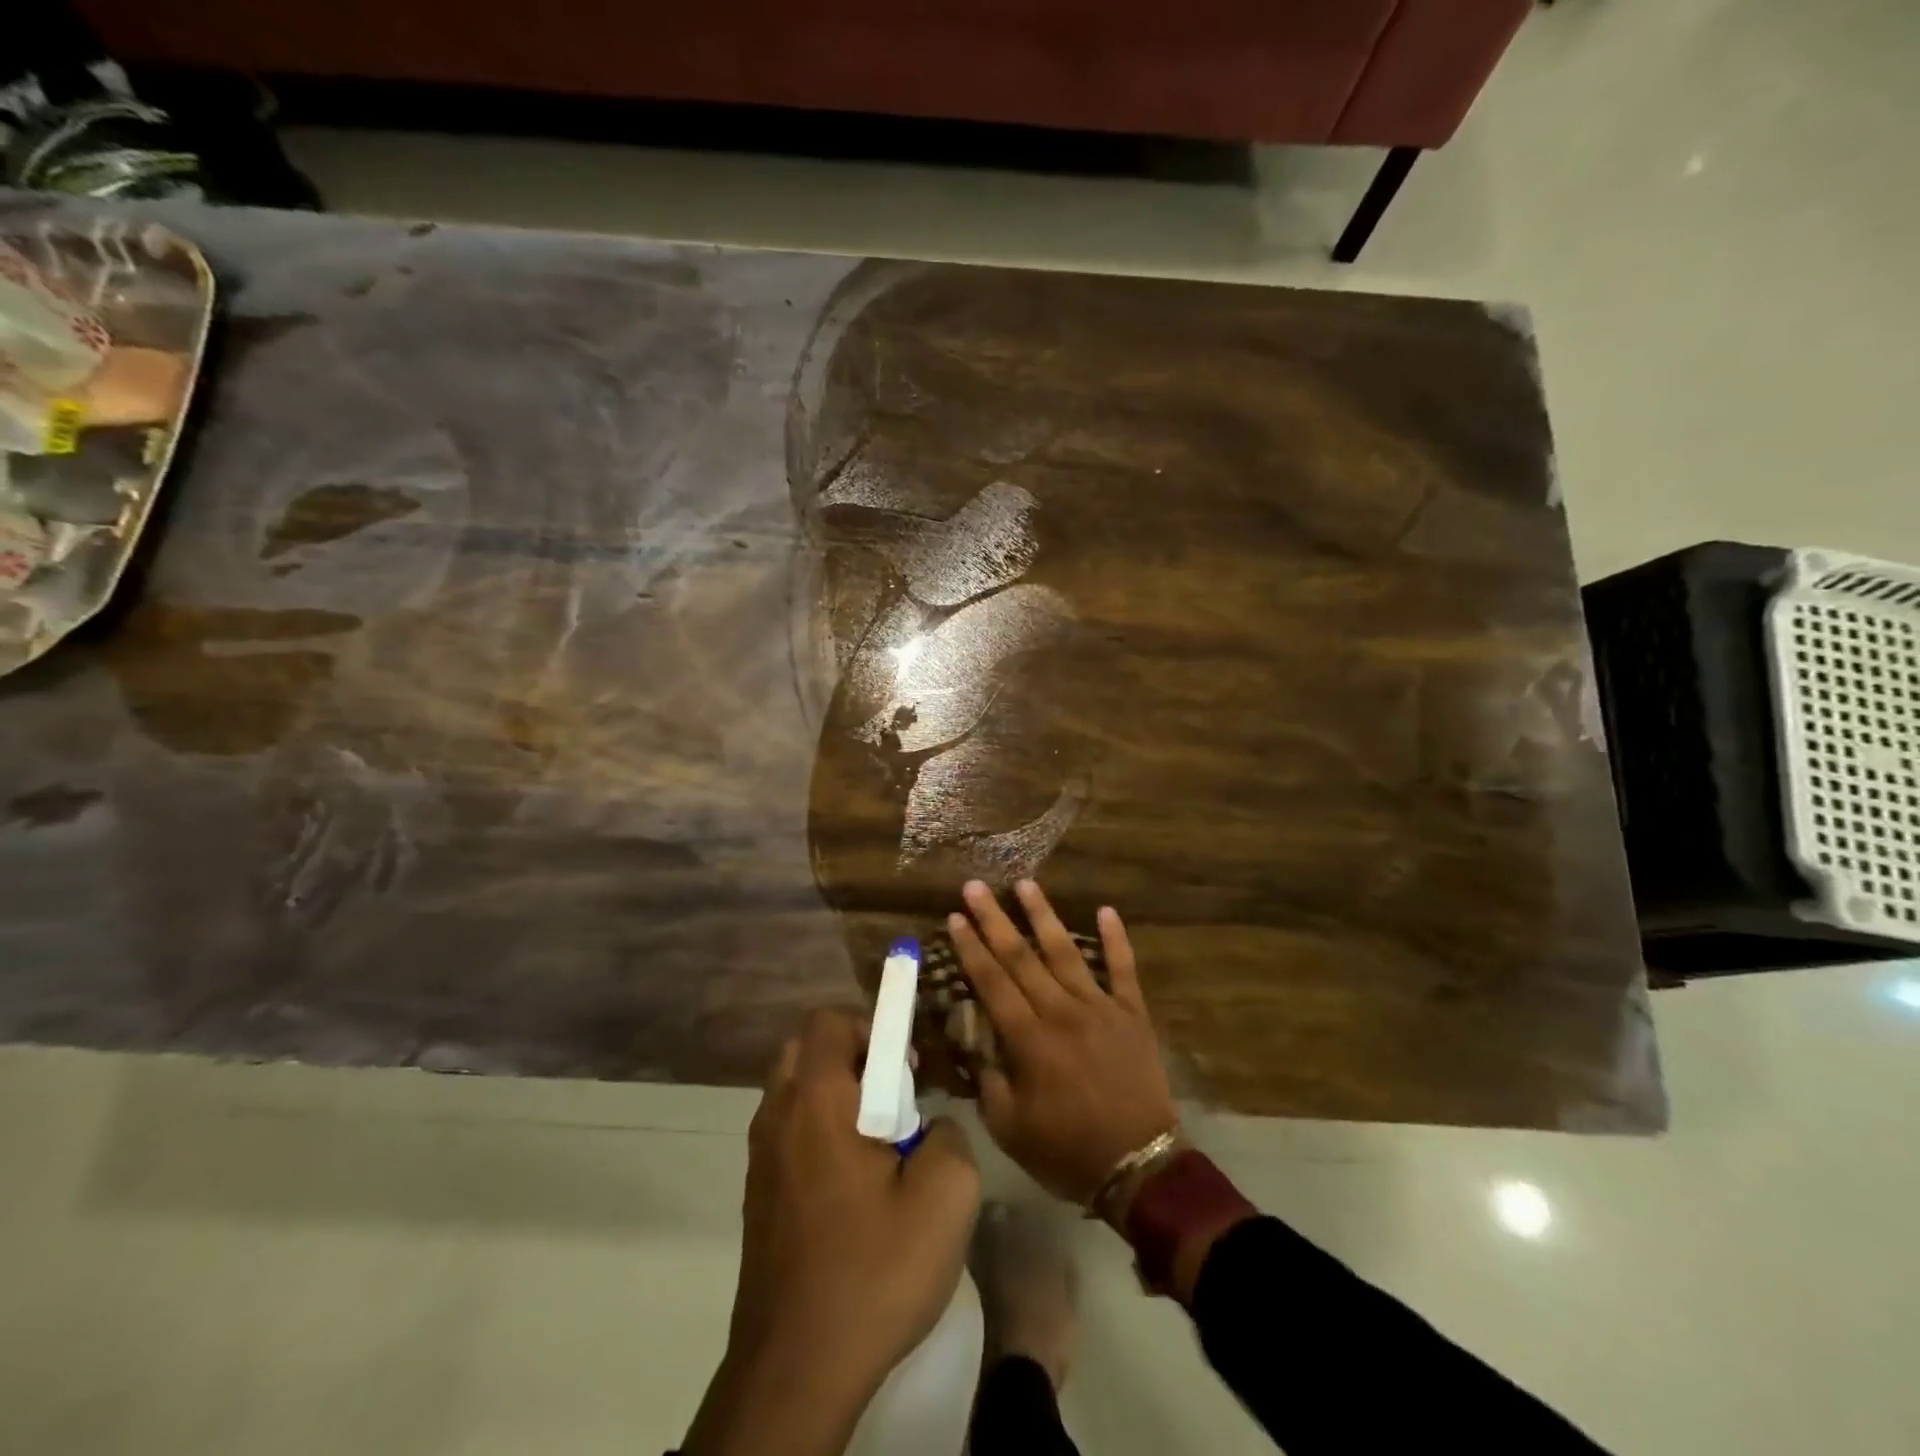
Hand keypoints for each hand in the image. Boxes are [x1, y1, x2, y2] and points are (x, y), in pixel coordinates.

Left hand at [684, 1008, 979, 1455]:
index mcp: (816, 1100)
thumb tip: (928, 1128)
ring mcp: (760, 1156)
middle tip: (894, 1097)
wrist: (795, 1369)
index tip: (907, 1067)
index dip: (874, 1025)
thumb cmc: (872, 1271)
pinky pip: (789, 1130)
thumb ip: (948, 1135)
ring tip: (879, 1144)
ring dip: (837, 1095)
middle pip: (808, 1048)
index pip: (830, 1020)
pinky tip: (854, 1186)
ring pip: (796, 1090)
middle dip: (854, 1056)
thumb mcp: (945, 1197)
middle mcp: (778, 1114)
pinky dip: (820, 1130)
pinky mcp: (758, 1194)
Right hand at [950, 880, 1177, 1210]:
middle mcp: (1062, 1012)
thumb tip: (974, 1040)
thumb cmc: (1068, 1151)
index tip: (955, 917)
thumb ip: (987, 1079)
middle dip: (994, 919)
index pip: (992, 982)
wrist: (1141, 1167)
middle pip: (1021, 957)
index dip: (971, 948)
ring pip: (1066, 952)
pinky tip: (1105, 910)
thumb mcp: (1009, 1128)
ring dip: (1043, 916)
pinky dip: (1116, 939)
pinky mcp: (1133, 1013)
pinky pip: (1124, 969)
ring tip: (1025, 883)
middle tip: (975, 887)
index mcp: (1029, 1040)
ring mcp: (1101, 1007)